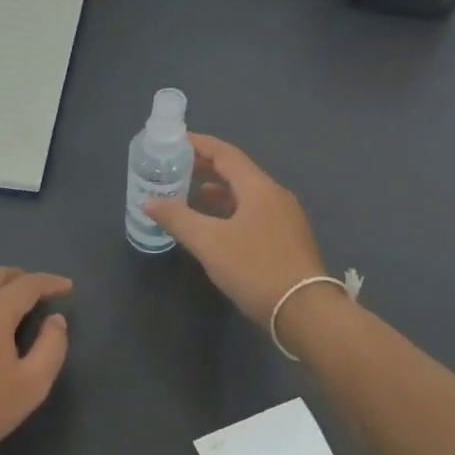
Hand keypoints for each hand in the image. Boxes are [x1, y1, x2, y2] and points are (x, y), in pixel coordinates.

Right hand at [145, 134, 332, 326]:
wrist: (305, 312)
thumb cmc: (255, 269)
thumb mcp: (209, 243)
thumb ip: (178, 218)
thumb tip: (149, 201)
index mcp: (259, 188)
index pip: (225, 153)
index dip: (199, 145)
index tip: (173, 142)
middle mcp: (275, 196)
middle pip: (237, 171)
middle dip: (205, 167)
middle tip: (176, 167)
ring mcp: (285, 218)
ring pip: (246, 194)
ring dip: (217, 190)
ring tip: (189, 194)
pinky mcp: (287, 239)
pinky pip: (253, 212)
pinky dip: (230, 210)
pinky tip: (215, 226)